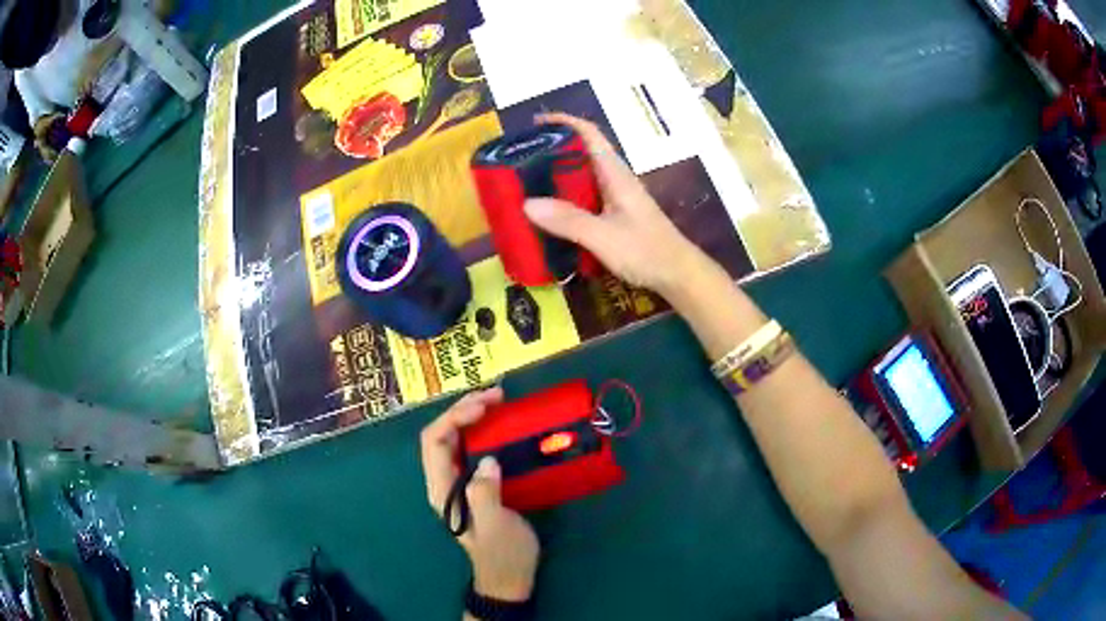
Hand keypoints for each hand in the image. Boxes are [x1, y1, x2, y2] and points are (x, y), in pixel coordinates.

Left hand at [420, 388, 539, 600]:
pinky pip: (471, 448)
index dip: (454, 417)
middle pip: (441, 433)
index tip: (485, 406)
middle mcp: (443, 480)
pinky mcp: (472, 484)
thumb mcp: (497, 526)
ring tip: (498, 401)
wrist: (508, 577)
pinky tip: (500, 425)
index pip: (434, 441)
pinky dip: (483, 430)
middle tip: (496, 395)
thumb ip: (485, 493)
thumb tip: (488, 460)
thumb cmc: (503, 553)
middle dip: (463, 409)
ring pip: (454, 438)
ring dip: (472, 415)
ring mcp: (456, 481)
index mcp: (441, 489)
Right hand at [523, 112, 705, 295]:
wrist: (678, 275)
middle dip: (551, 151)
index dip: (563, 122)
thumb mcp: (603, 237)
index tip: (534, 123)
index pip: (589, 134)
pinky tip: (549, 215)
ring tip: (526, 186)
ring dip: (556, 178)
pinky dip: (565, 200)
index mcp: (614, 173)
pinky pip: (585, 199)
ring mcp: (617, 198)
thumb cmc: (646, 251)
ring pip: (582, 178)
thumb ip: (568, 220)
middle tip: (520, 161)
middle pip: (581, 154)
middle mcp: (615, 179)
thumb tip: (527, 204)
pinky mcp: (616, 216)